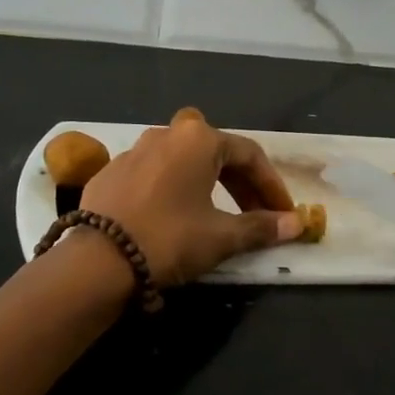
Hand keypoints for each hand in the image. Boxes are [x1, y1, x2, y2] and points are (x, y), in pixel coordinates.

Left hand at [79, 110, 303, 285]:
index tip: (284, 213)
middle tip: (258, 215)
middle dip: (242, 184)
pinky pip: (154, 173)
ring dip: (208, 182)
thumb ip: (261, 227)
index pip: (250, 155)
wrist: (97, 260)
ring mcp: (134, 150)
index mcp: (199, 139)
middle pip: (217, 153)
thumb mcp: (221, 237)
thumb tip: (297, 224)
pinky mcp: (110, 171)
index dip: (272, 185)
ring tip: (219, 213)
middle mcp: (167, 134)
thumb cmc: (170, 238)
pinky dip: (174, 189)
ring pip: (184, 160)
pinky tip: (175, 216)